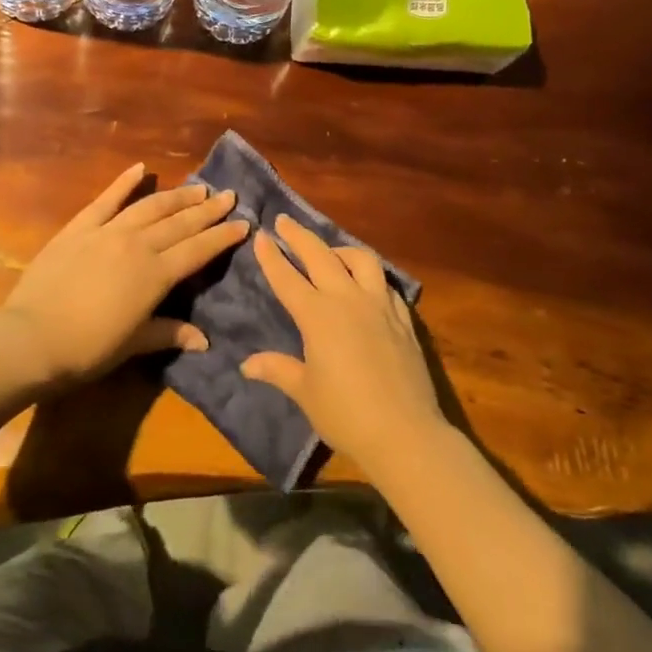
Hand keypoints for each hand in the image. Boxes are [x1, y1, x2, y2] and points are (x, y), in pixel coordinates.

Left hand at [2, 163, 247, 387]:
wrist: (31, 338)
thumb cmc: (86, 349)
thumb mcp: (133, 344)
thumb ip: (169, 333)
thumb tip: (204, 341)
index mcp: (156, 275)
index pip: (199, 250)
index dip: (223, 237)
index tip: (244, 223)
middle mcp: (138, 245)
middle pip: (180, 223)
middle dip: (208, 210)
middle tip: (228, 196)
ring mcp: (107, 231)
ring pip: (151, 207)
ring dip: (177, 196)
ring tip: (198, 188)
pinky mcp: (79, 227)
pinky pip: (106, 199)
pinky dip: (124, 182)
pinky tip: (141, 168)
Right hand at [241, 215, 446, 470]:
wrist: (405, 431)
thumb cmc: (346, 414)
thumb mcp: (305, 392)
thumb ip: (278, 369)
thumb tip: (247, 364)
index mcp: (317, 316)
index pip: (288, 278)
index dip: (272, 256)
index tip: (261, 235)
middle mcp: (347, 299)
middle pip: (320, 256)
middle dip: (299, 236)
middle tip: (285, 220)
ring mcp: (380, 304)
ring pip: (360, 259)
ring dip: (340, 249)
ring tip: (330, 251)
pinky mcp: (403, 317)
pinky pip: (385, 282)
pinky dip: (369, 274)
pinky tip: (366, 282)